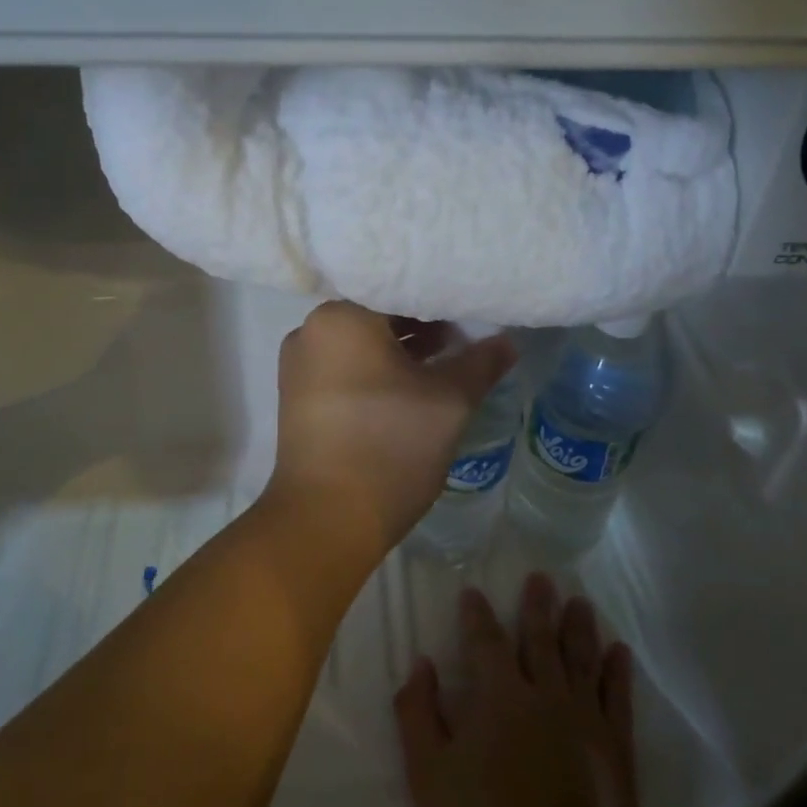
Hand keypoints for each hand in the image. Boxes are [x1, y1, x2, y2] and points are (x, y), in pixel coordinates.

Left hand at [266, 301, 514, 557]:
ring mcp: (300, 366)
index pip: (400, 288)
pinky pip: (346, 368)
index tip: (473, 306)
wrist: (327, 518)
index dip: (442, 297)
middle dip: (424, 324)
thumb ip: (480, 363)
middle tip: (467, 334)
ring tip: (448, 360)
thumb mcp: (449, 402)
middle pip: (378, 313)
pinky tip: (414, 386)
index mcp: (342, 317)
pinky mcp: (299, 398)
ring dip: (403, 349)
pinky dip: (378, 371)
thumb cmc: (390, 446)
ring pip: (362, 343)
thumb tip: (507, 342)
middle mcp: (311, 331)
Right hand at [395, 577, 637, 806]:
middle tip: (542, 578)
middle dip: (537, 606)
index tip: (473, 593)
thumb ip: (419, 713)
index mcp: (499, 697)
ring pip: (583, 660)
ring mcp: (586, 722)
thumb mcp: (427, 774)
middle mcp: (546, 696)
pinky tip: (619, 652)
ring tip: (580, 602)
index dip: (477, 615)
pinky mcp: (616, 752)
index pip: (486, 641)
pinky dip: (618, 673)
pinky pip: (619, 699)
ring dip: (579, 628)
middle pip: (541, 639)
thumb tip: (421, 663)